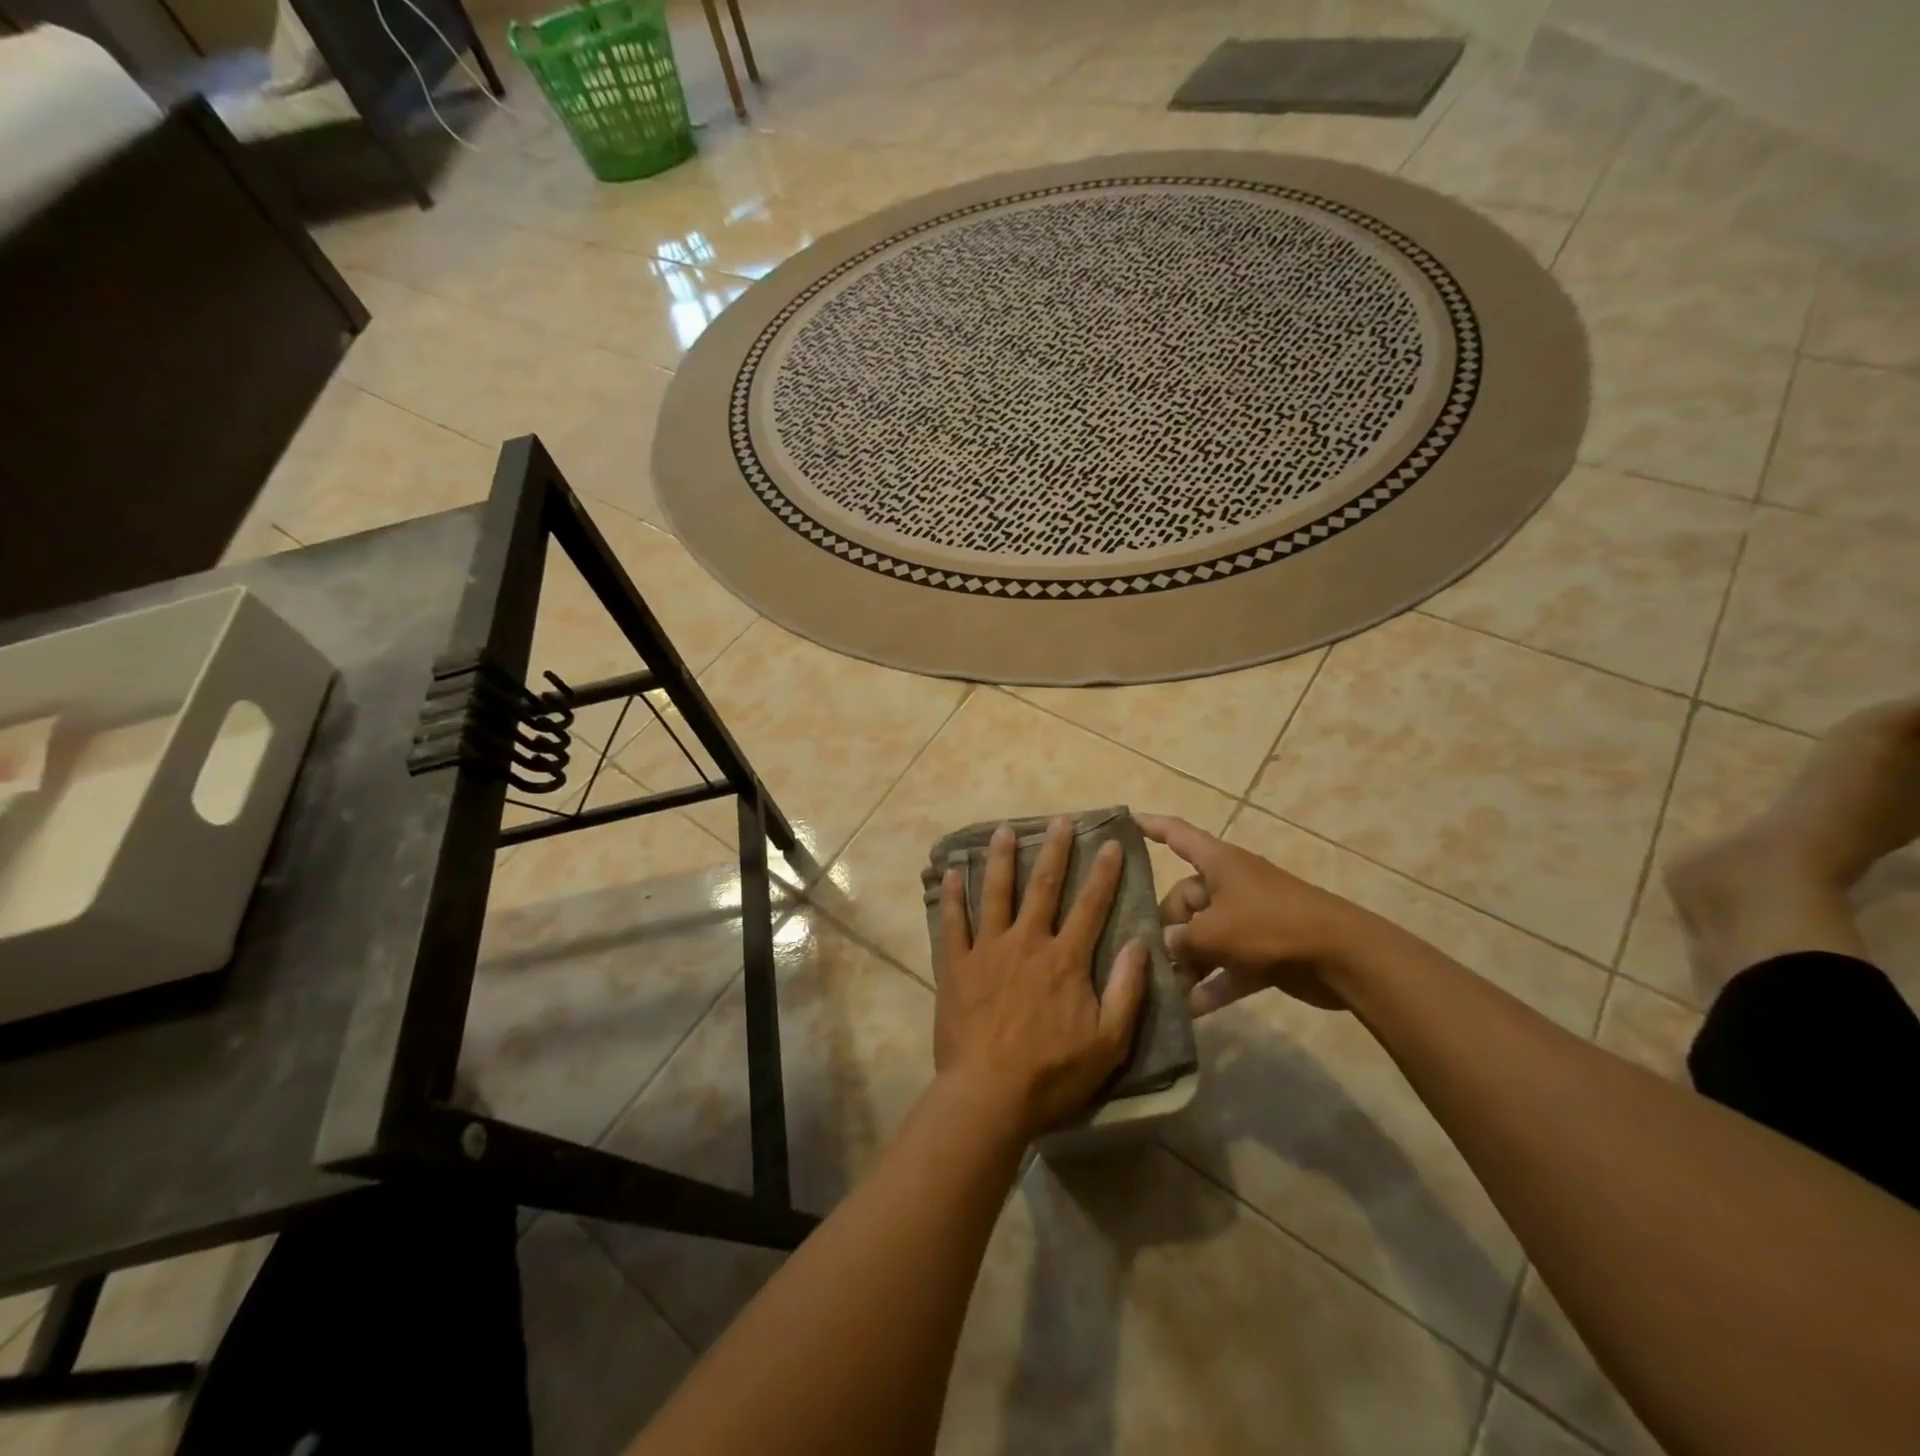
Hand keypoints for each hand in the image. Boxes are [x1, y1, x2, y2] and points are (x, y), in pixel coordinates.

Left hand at [935, 817, 1147, 1138]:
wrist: (989, 1095)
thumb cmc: (1053, 1074)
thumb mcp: (1109, 1042)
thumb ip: (1128, 990)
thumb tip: (1142, 943)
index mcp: (1065, 959)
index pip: (1091, 906)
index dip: (1103, 874)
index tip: (1111, 844)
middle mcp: (1027, 942)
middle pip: (1044, 887)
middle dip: (1055, 851)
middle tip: (1060, 820)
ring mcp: (987, 950)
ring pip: (996, 893)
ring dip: (1001, 859)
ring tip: (1004, 830)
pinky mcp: (956, 965)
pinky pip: (953, 922)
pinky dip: (952, 896)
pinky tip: (952, 872)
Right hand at [1137, 814, 1369, 1012]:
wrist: (1342, 956)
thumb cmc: (1270, 925)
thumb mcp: (1214, 932)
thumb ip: (1181, 940)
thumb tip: (1163, 946)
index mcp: (1217, 863)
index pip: (1177, 834)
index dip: (1151, 827)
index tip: (1126, 821)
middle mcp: (1229, 885)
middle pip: (1184, 900)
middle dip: (1166, 928)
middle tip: (1147, 956)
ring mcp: (1247, 919)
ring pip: (1204, 937)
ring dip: (1187, 962)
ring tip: (1161, 987)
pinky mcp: (1263, 951)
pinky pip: (1227, 966)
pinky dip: (1212, 985)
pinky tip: (1189, 1011)